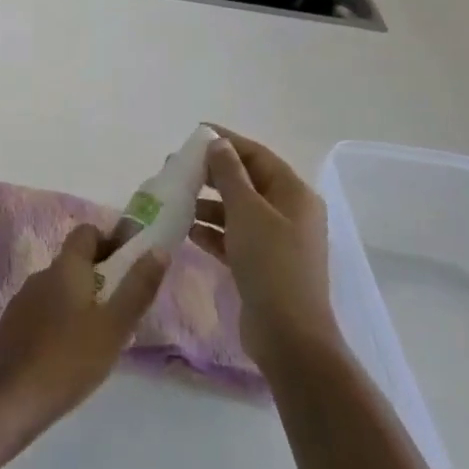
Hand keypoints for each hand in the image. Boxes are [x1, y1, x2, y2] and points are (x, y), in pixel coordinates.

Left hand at [0, 225, 166, 445]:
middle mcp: (40, 275)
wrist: (10, 398)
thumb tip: (158, 249)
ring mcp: (22, 300)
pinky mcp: (12, 324)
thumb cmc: (69, 359)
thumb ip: (137, 288)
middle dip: (100, 274)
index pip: (86, 233)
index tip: (130, 264)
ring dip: (81, 298)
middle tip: (123, 306)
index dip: (110, 240)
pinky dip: (61, 318)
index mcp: (64, 268)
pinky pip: (43, 310)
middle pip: (73, 261)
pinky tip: (71, 351)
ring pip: (59, 287)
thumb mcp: (114, 327)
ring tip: (101, 332)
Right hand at [191, 129, 338, 369]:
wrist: (288, 335)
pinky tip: (186, 229)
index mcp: (294, 194)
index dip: (226, 141)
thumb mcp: (246, 212)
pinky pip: (233, 236)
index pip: (257, 155)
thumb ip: (229, 174)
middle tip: (176, 167)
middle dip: (212, 173)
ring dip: (208, 202)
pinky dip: (212, 230)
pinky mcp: (262, 264)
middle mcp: (289, 213)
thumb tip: (217, 143)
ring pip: (237, 210)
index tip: (193, 133)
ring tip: (175, 198)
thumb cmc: (270, 264)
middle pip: (247, 181)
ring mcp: (277, 241)